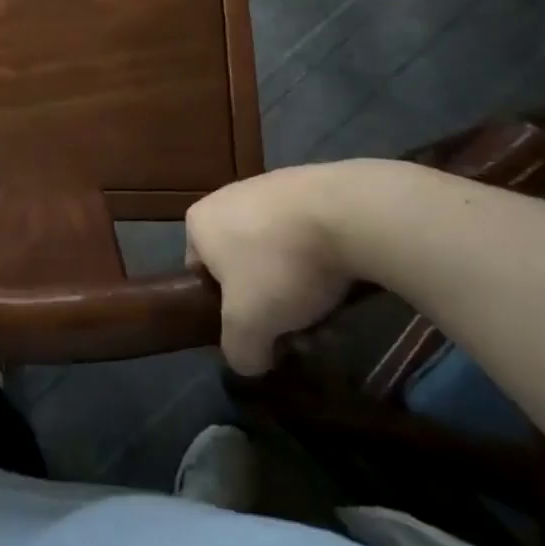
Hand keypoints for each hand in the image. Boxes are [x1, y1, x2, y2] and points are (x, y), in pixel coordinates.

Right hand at [186, 164, 374, 374]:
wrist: (344, 213)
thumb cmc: (279, 266)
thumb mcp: (248, 326)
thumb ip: (239, 351)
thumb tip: (251, 360)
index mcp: (199, 222)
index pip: (201, 274)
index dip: (226, 309)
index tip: (257, 328)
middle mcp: (226, 198)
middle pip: (242, 265)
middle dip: (269, 300)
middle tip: (297, 329)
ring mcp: (268, 187)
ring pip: (277, 252)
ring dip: (297, 284)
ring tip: (328, 312)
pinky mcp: (308, 185)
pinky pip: (305, 233)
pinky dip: (320, 257)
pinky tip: (343, 277)